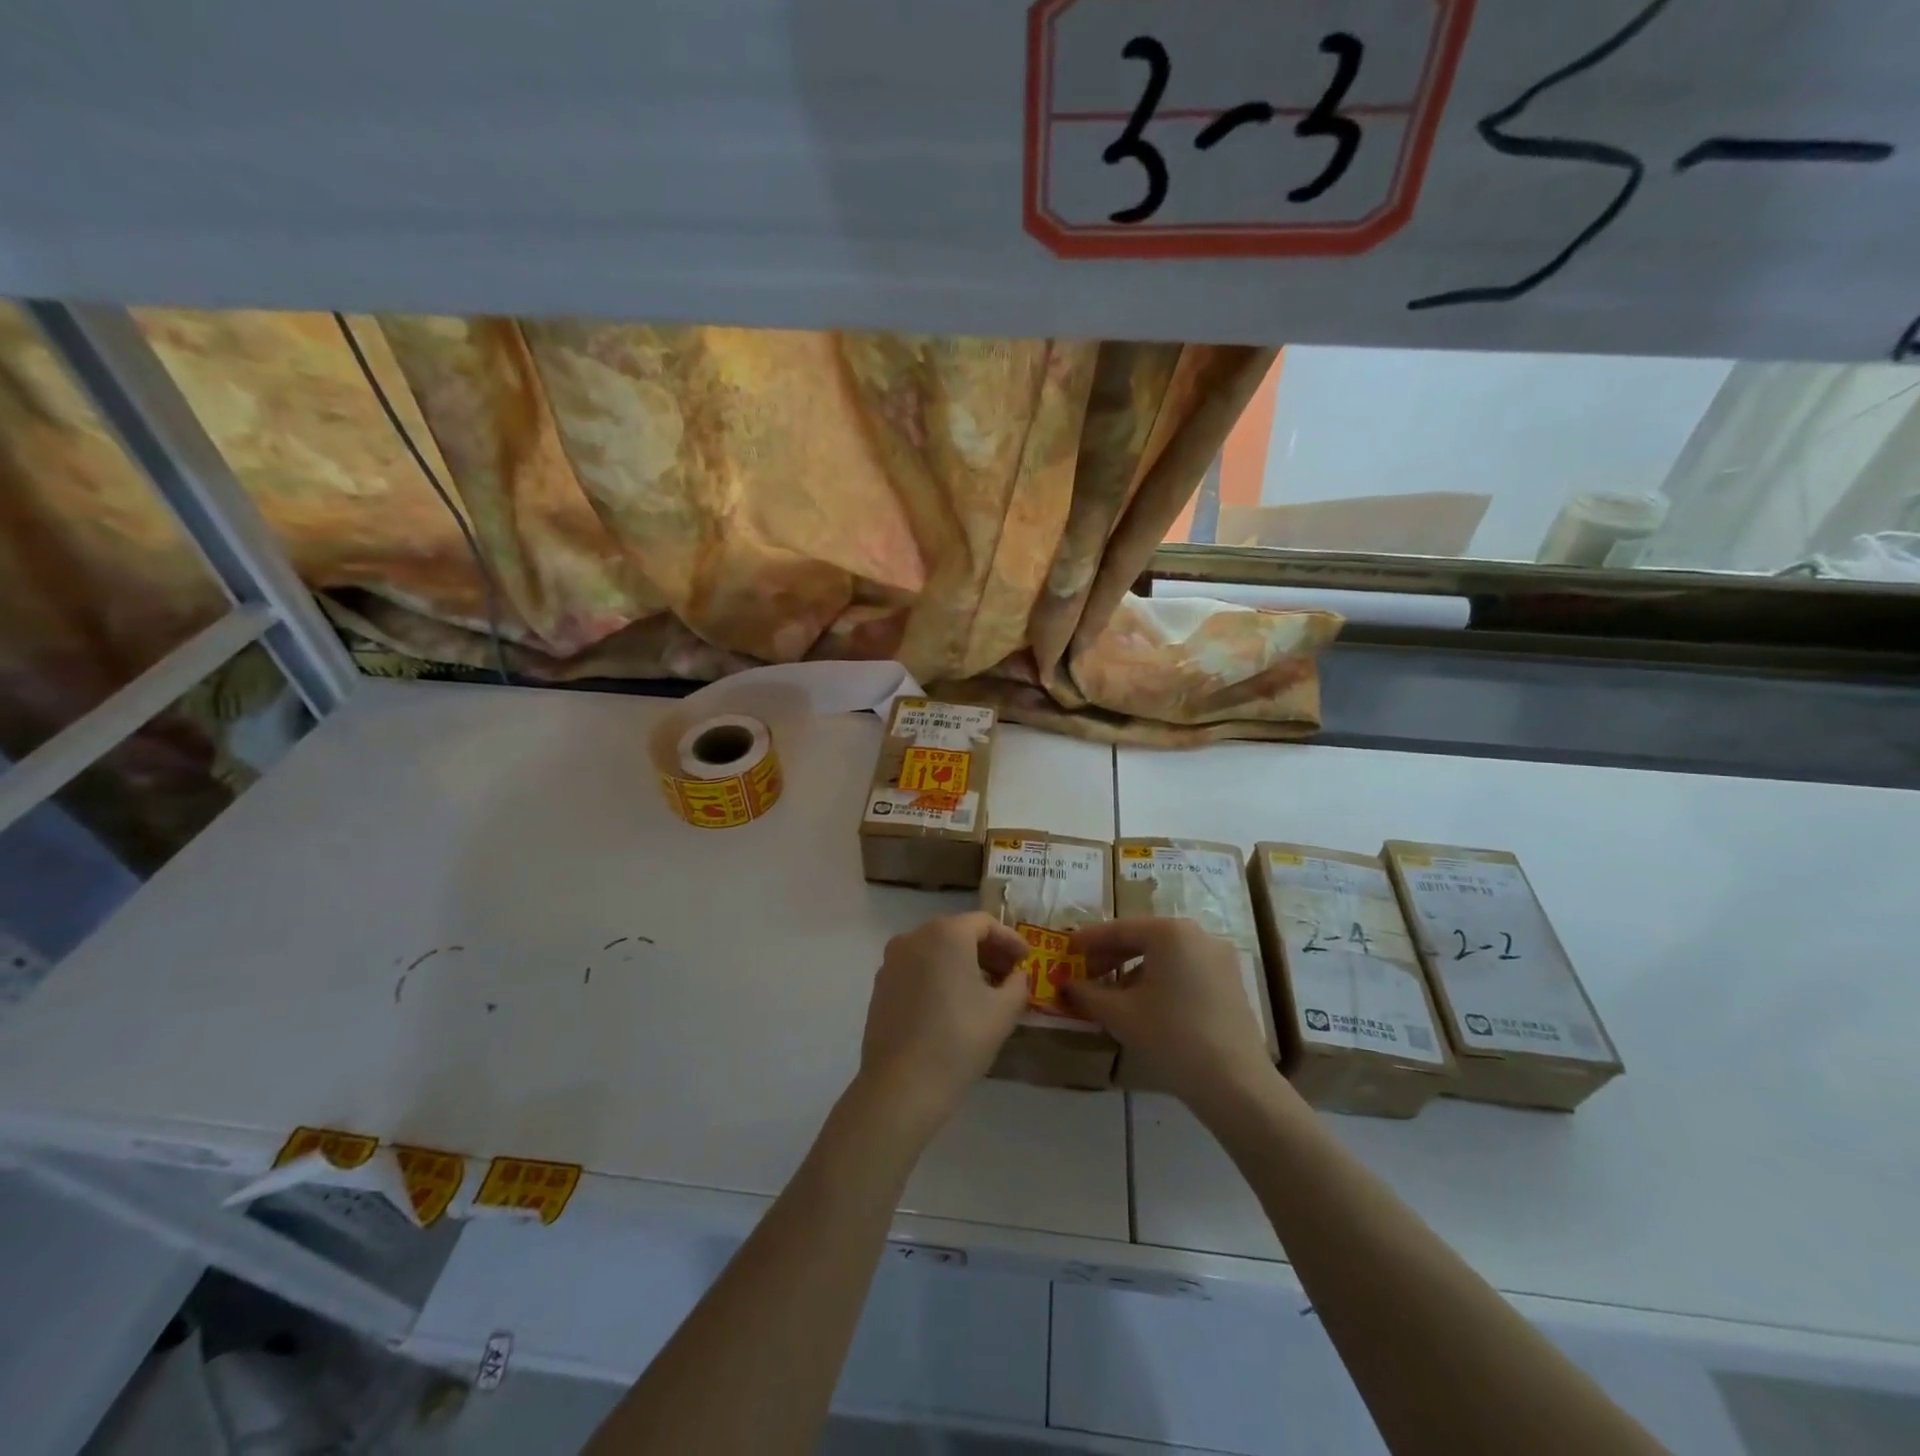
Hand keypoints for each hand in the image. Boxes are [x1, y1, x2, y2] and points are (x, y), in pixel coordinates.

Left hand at [857, 913, 1030, 1135]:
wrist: (902, 1086)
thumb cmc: (959, 1040)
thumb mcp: (1003, 1011)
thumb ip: (1018, 984)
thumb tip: (1017, 975)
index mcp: (946, 933)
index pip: (985, 923)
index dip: (1010, 940)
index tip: (1026, 960)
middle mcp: (914, 937)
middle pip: (957, 933)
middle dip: (986, 951)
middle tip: (1009, 975)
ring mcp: (892, 961)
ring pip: (935, 951)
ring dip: (961, 963)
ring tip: (983, 991)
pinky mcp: (880, 986)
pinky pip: (917, 969)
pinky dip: (938, 976)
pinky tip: (951, 1004)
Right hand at [1064, 917, 1284, 1116]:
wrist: (1235, 1083)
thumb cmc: (1171, 1036)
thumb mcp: (1119, 1014)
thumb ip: (1087, 994)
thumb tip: (1065, 985)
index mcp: (1170, 932)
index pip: (1119, 929)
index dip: (1088, 940)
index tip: (1066, 949)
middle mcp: (1197, 934)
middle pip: (1143, 939)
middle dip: (1111, 956)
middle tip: (1084, 974)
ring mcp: (1218, 958)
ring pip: (1165, 956)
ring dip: (1134, 970)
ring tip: (1111, 994)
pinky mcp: (1230, 982)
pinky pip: (1184, 970)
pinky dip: (1160, 980)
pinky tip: (1144, 1005)